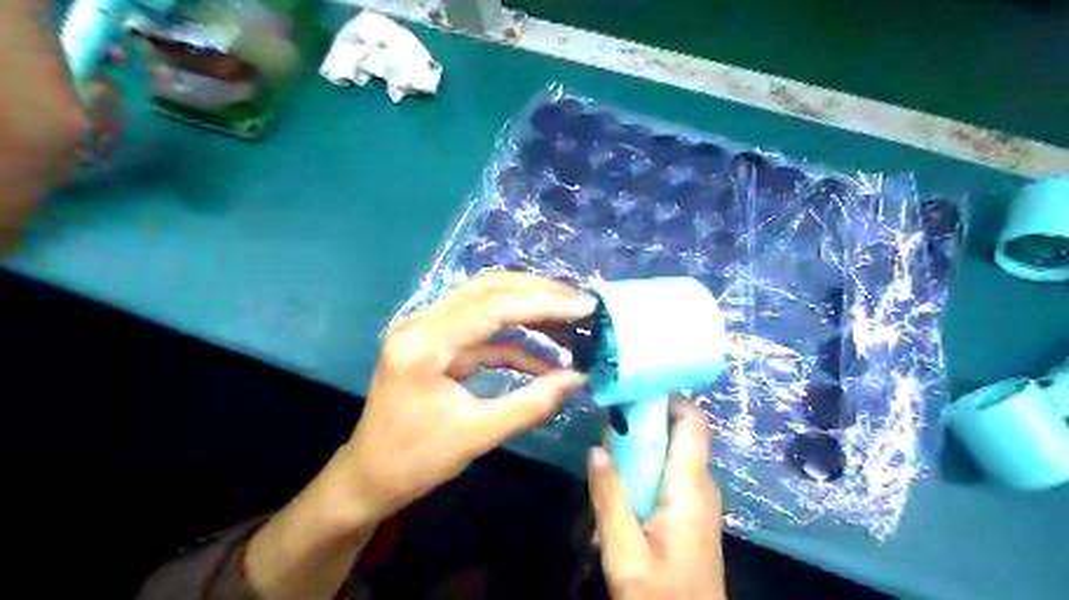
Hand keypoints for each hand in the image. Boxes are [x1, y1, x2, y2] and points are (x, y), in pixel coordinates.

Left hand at [331, 272, 596, 524]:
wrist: (368, 477)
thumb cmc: (413, 461)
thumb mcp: (476, 436)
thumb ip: (530, 405)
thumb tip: (577, 380)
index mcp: (423, 344)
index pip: (490, 306)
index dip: (542, 302)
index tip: (584, 305)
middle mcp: (421, 324)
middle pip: (487, 289)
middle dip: (538, 293)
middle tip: (581, 303)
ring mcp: (428, 331)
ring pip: (486, 302)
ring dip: (529, 308)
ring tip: (571, 318)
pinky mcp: (438, 344)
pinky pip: (483, 332)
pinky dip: (516, 341)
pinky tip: (547, 358)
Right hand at [585, 397, 727, 599]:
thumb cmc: (662, 596)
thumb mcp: (625, 552)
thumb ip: (610, 497)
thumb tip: (597, 449)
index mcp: (690, 487)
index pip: (692, 421)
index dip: (668, 396)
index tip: (633, 385)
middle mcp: (700, 485)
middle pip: (678, 433)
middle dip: (643, 419)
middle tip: (607, 417)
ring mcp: (697, 501)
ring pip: (670, 454)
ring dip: (639, 445)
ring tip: (605, 445)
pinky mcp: (690, 514)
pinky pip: (668, 475)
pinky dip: (644, 467)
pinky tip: (618, 482)